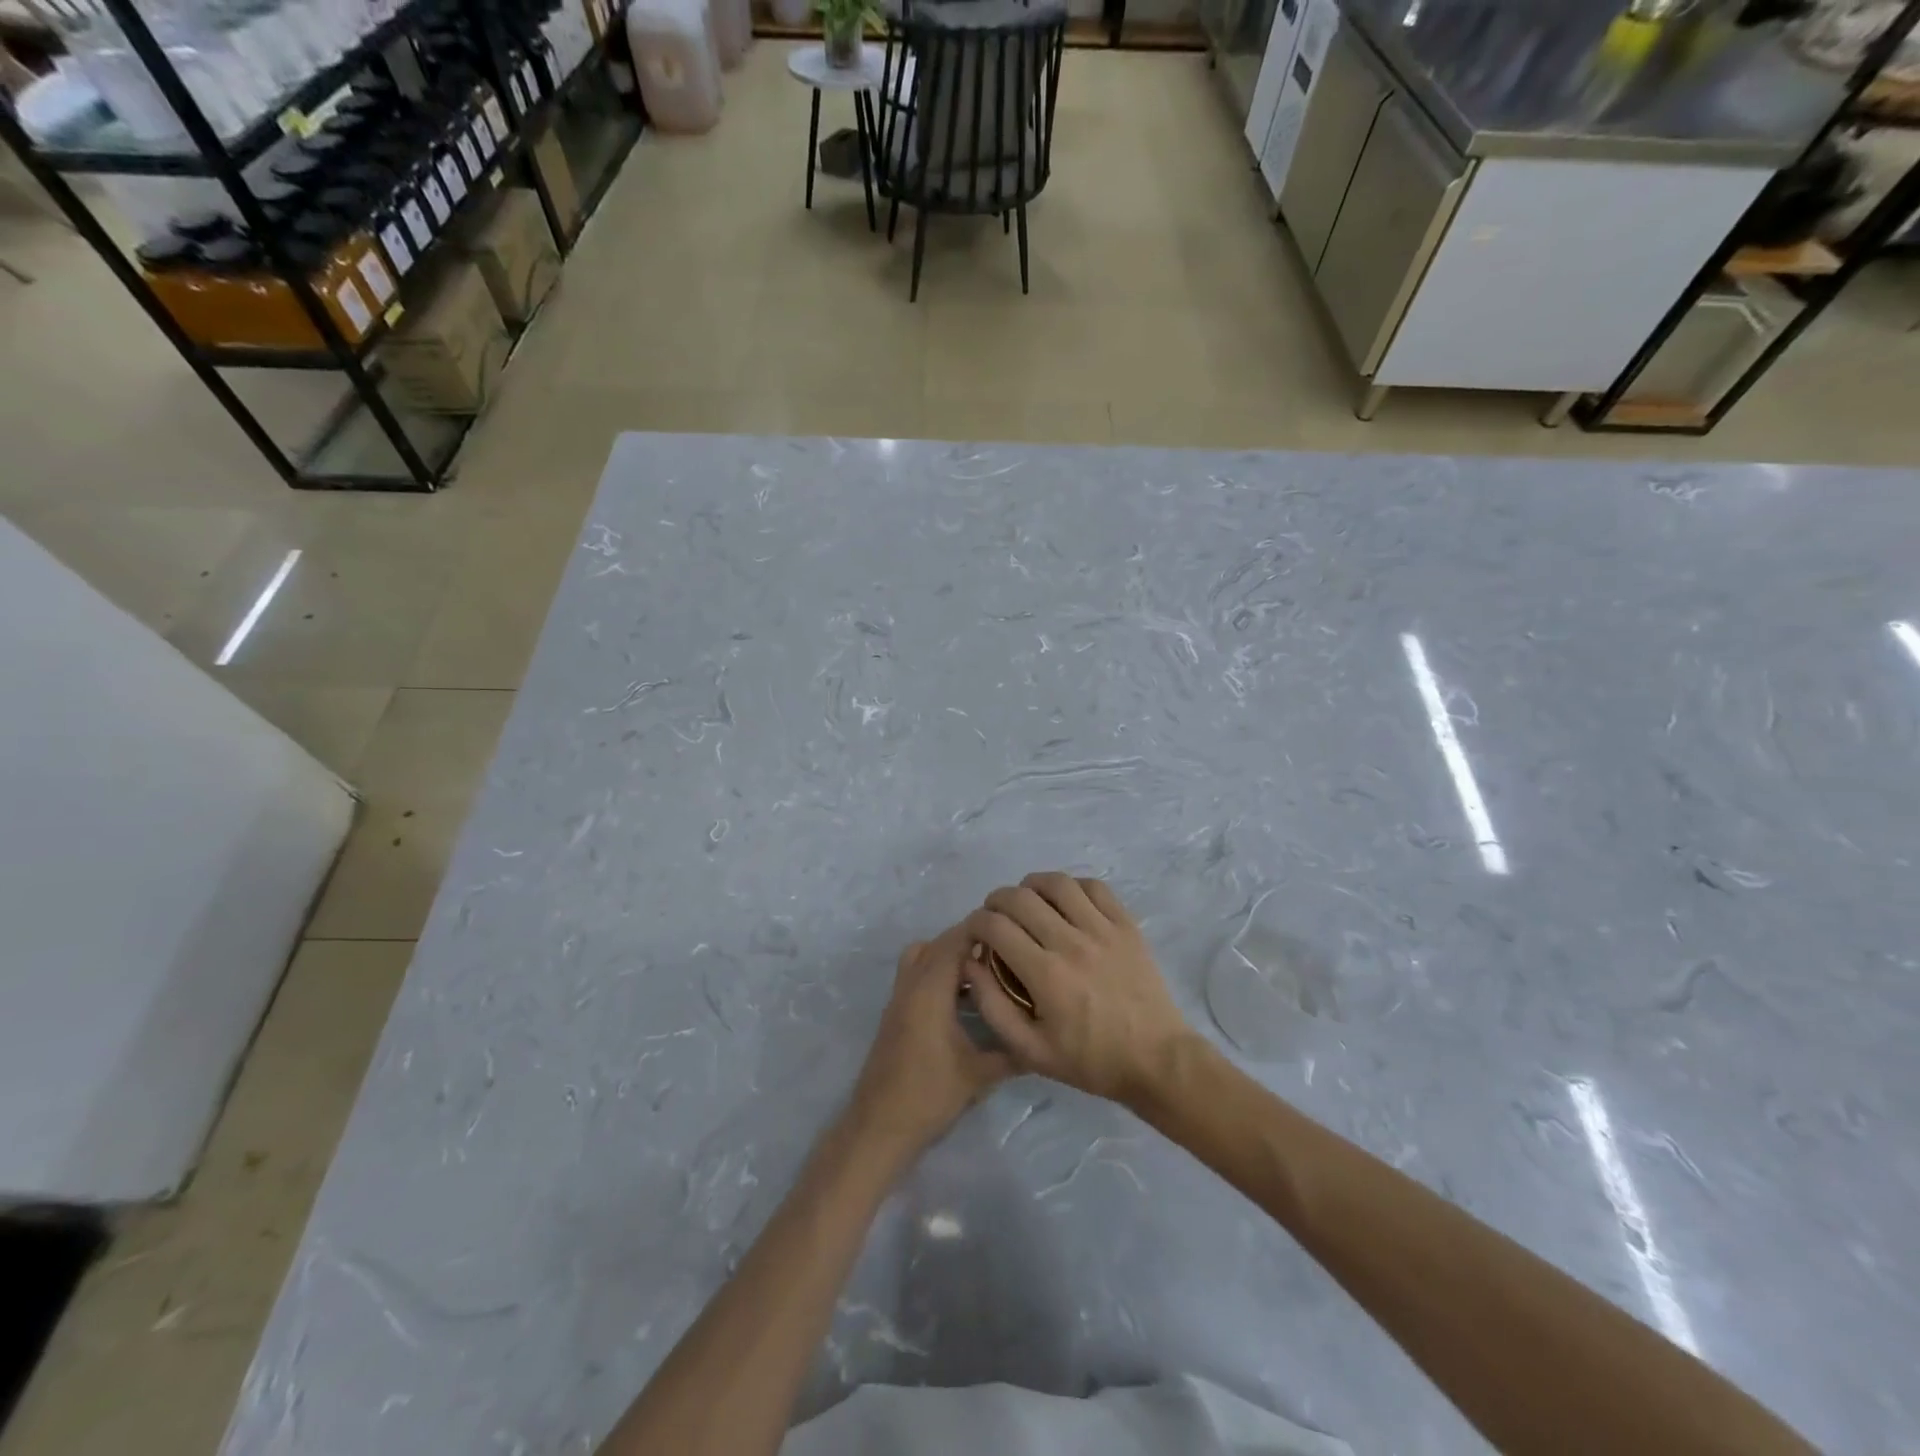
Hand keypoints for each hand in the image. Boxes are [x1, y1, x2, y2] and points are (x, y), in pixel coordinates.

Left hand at [846, 925, 1013, 1156]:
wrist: (879, 1127)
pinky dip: (939, 972)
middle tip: (1006, 949)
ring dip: (950, 955)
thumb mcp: (979, 1075)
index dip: (982, 928)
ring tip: (986, 970)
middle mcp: (911, 984)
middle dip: (970, 939)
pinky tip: (964, 998)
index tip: (1013, 929)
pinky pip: (917, 974)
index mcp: (930, 990)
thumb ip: (1013, 1053)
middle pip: (939, 943)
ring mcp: (899, 998)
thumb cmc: (929, 1096)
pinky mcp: (896, 1013)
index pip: (955, 940)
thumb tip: (1047, 1039)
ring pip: (923, 956)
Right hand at [965, 873, 1191, 1106]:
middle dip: (996, 900)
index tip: (975, 933)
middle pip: (1021, 897)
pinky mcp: (1126, 925)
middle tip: (995, 916)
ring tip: (1028, 901)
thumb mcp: (1031, 1051)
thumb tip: (971, 964)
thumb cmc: (1091, 1060)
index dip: (976, 922)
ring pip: (1058, 883)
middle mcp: (1071, 942)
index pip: (996, 926)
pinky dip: (1072, 886)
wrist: (1157, 1060)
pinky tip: (1065, 901)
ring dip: (1032, 885)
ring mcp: (1102, 929)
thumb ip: (993, 1006)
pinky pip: (1094, 887)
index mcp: (1045, 974)